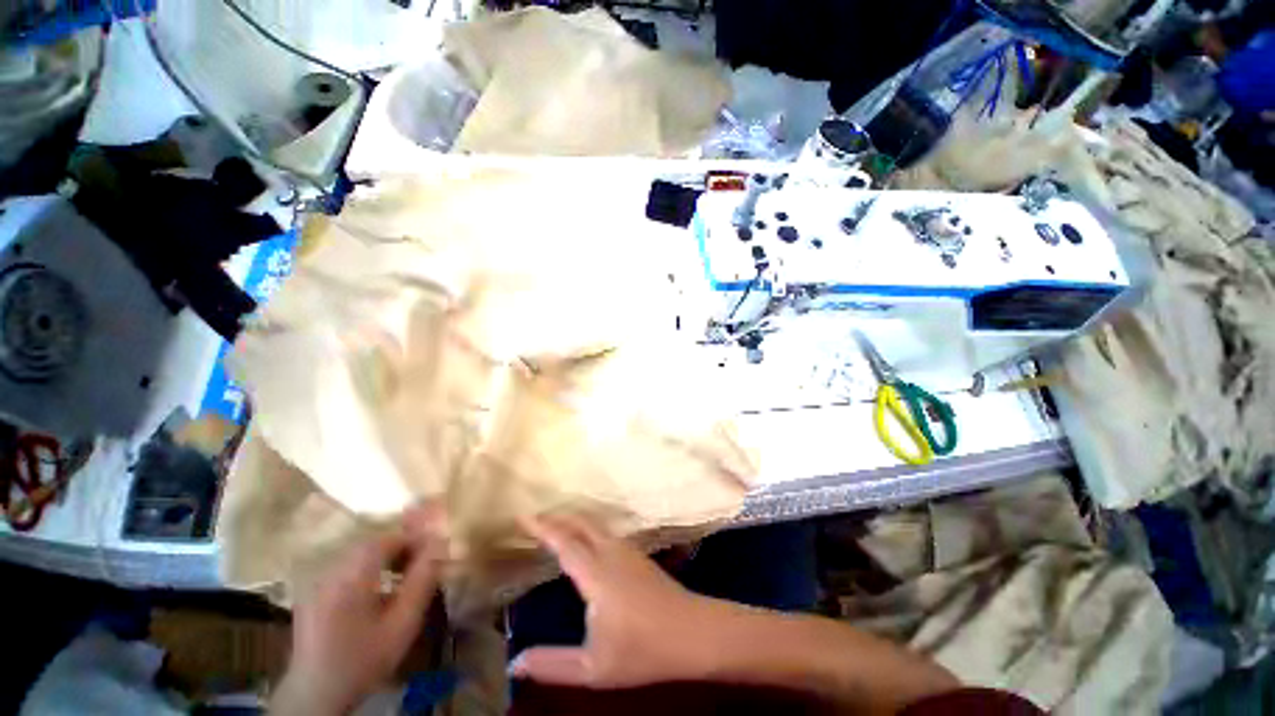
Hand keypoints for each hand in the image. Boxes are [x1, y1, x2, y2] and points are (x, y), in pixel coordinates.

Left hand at [274, 503, 446, 715]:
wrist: (316, 696)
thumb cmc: (364, 659)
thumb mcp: (402, 624)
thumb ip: (422, 581)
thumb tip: (441, 545)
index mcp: (351, 576)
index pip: (387, 539)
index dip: (413, 538)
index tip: (434, 549)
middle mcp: (330, 572)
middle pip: (371, 544)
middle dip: (399, 547)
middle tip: (421, 562)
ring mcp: (317, 583)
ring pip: (357, 555)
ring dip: (383, 558)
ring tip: (402, 576)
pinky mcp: (312, 594)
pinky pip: (344, 568)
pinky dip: (365, 570)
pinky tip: (376, 591)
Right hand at [510, 514, 728, 688]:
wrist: (693, 632)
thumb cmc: (643, 650)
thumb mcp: (594, 667)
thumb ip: (553, 664)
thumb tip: (515, 664)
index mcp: (596, 573)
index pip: (563, 542)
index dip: (542, 527)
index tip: (522, 516)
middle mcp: (610, 552)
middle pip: (580, 523)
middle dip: (556, 516)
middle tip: (534, 517)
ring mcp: (627, 550)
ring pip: (595, 525)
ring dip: (573, 520)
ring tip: (555, 525)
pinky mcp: (637, 554)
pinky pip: (606, 532)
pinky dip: (588, 528)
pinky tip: (586, 540)